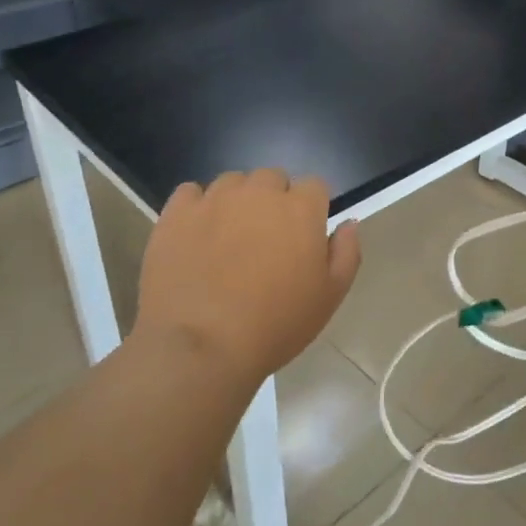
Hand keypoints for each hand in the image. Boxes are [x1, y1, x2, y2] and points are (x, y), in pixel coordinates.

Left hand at [135, 170, 361, 390]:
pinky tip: (196, 236)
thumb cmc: (275, 325)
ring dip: (236, 201)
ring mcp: (214, 199)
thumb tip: (348, 223)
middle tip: (266, 240)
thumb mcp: (330, 297)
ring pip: (232, 183)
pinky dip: (196, 208)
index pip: (315, 186)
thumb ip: (346, 252)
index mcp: (300, 209)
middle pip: (272, 178)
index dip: (311, 209)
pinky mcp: (177, 214)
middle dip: (274, 201)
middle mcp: (259, 192)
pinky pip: (190, 193)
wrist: (200, 347)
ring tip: (228, 238)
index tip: (303, 237)